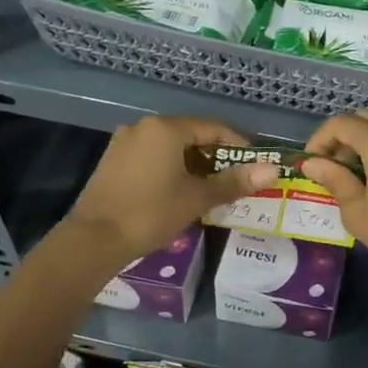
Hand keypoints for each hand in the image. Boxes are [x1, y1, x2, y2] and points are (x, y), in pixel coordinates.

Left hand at [65, 116, 278, 263]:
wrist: (94, 240)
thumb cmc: (151, 213)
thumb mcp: (198, 198)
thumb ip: (235, 182)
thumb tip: (273, 170)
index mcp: (166, 128)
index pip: (214, 128)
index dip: (238, 147)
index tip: (254, 167)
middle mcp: (144, 127)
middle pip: (192, 136)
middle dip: (216, 158)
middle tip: (235, 182)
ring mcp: (125, 143)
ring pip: (171, 148)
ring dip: (194, 165)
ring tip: (211, 190)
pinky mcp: (114, 161)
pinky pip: (153, 157)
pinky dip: (172, 169)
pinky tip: (180, 192)